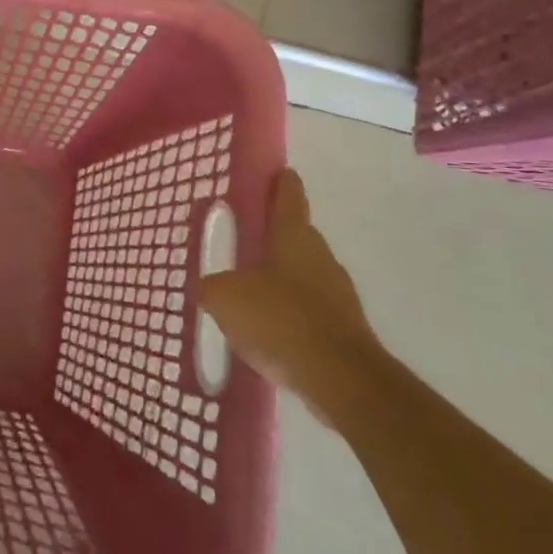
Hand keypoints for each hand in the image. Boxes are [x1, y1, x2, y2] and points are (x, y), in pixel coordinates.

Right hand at [198, 169, 378, 425]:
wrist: (341, 380)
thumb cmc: (281, 320)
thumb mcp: (225, 298)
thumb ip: (212, 286)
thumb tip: (209, 287)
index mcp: (294, 237)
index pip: (289, 197)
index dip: (281, 183)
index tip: (277, 172)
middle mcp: (320, 258)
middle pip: (296, 236)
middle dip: (274, 235)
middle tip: (245, 237)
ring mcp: (337, 295)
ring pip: (304, 275)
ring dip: (281, 277)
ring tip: (250, 288)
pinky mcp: (343, 330)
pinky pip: (309, 311)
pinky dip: (290, 313)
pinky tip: (268, 330)